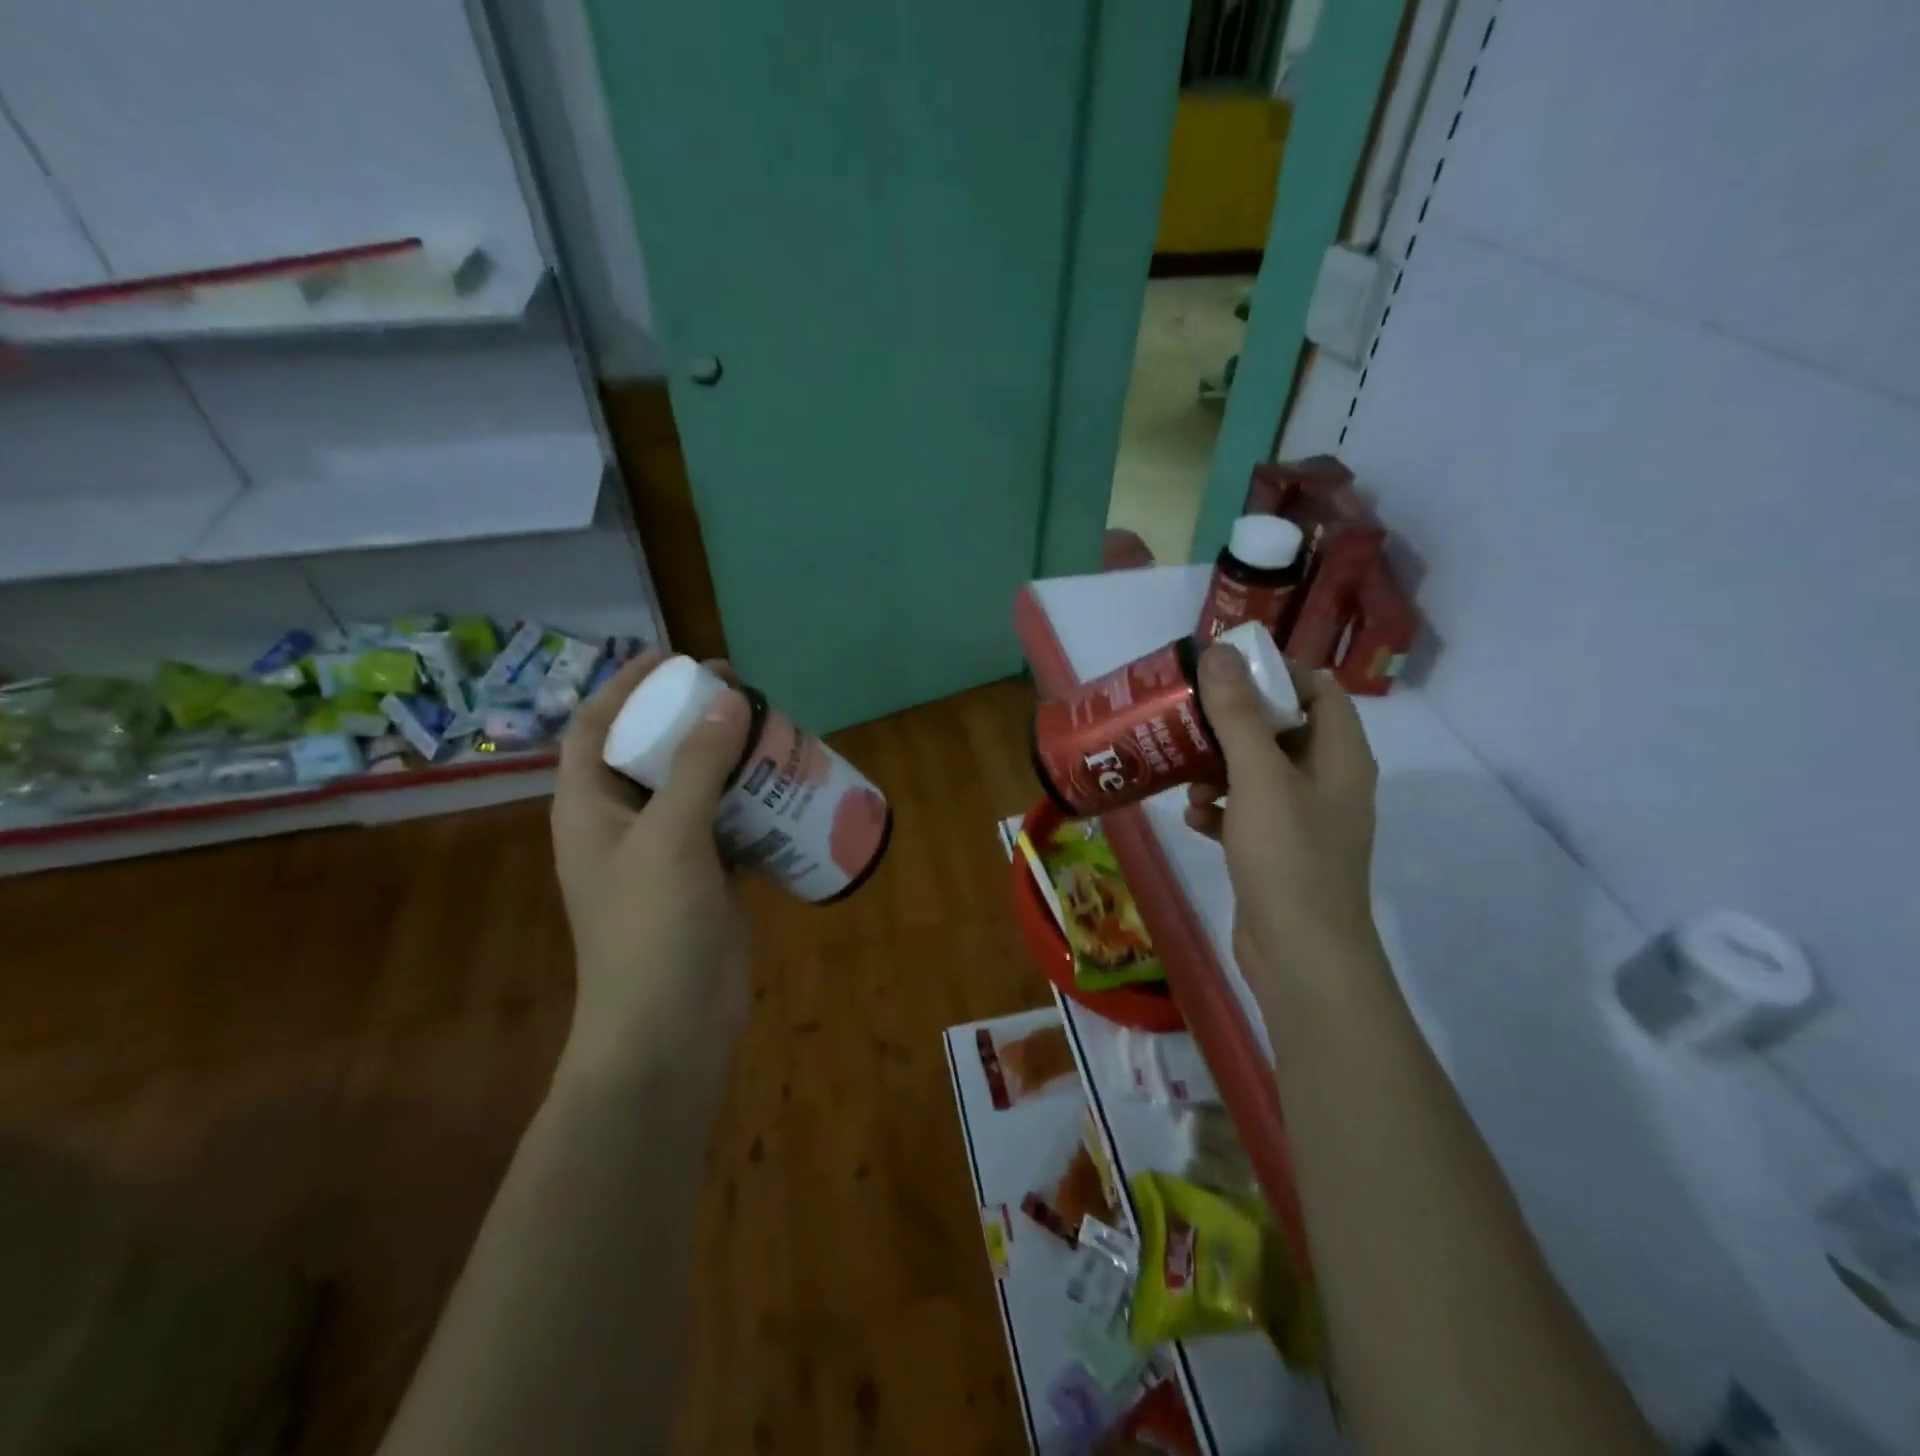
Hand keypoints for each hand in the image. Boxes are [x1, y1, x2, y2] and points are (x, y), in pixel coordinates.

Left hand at [551, 651, 753, 1073]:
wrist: (669, 1030)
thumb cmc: (651, 927)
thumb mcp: (670, 837)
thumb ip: (699, 765)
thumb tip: (728, 697)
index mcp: (588, 808)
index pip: (595, 727)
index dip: (627, 686)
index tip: (676, 658)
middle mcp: (622, 824)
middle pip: (650, 751)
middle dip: (687, 716)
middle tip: (737, 690)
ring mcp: (665, 853)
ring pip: (694, 786)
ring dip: (726, 757)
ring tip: (767, 728)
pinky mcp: (705, 877)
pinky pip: (726, 822)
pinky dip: (751, 801)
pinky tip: (785, 785)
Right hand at [1183, 643, 1380, 985]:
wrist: (1301, 956)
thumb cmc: (1288, 856)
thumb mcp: (1260, 777)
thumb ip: (1239, 715)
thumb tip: (1221, 653)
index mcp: (1340, 755)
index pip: (1318, 690)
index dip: (1275, 674)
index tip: (1223, 673)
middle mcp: (1328, 781)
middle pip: (1282, 729)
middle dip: (1234, 723)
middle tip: (1188, 716)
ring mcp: (1304, 820)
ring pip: (1259, 772)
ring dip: (1221, 769)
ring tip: (1187, 778)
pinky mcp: (1278, 851)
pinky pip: (1247, 812)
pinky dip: (1221, 808)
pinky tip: (1194, 819)